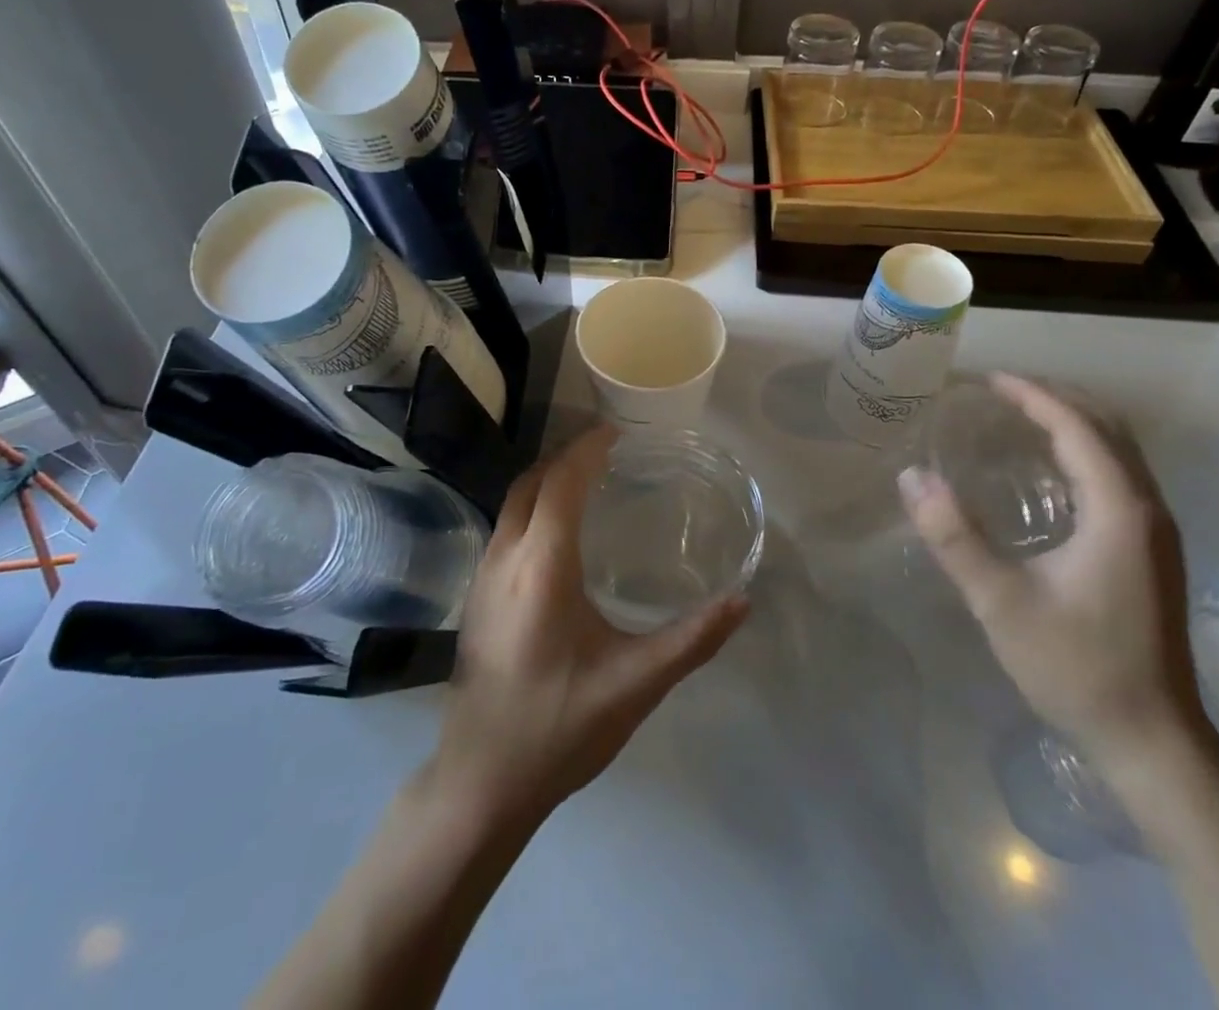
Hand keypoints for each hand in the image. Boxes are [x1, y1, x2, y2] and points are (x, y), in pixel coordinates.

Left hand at [430, 426, 748, 826]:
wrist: (479, 784)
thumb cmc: (558, 727)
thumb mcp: (635, 684)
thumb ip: (693, 640)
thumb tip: (743, 601)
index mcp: (541, 566)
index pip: (561, 482)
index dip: (587, 450)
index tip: (619, 434)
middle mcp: (504, 558)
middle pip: (531, 482)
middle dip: (567, 457)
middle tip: (609, 453)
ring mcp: (482, 577)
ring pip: (513, 503)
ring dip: (547, 480)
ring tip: (590, 482)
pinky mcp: (475, 598)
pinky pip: (506, 528)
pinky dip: (534, 507)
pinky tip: (560, 536)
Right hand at [898, 373, 1205, 763]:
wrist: (1153, 741)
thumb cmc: (1076, 667)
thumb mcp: (1001, 602)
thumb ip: (954, 537)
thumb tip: (912, 476)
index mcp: (1119, 510)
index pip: (1077, 428)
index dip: (1033, 396)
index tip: (988, 381)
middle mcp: (1147, 509)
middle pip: (1106, 428)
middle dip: (1055, 399)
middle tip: (1000, 393)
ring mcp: (1155, 532)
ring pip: (1118, 452)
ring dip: (1072, 423)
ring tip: (1020, 417)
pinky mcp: (1151, 552)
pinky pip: (1119, 476)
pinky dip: (1084, 452)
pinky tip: (1051, 471)